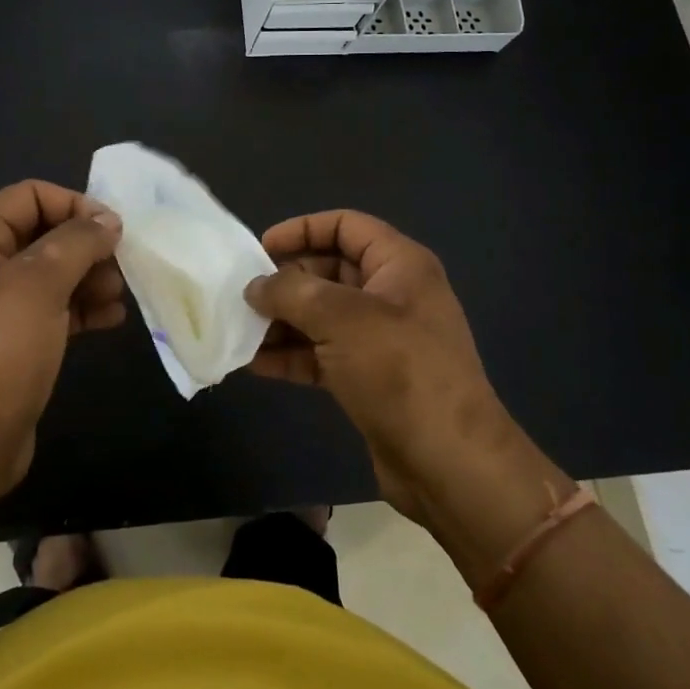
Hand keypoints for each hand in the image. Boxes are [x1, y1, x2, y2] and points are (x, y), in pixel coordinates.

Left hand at [0, 180, 124, 505]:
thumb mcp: (37, 286)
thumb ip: (76, 242)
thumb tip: (107, 220)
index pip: (30, 196)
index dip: (74, 205)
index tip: (114, 231)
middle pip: (44, 233)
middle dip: (86, 245)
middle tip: (122, 266)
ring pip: (53, 272)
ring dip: (90, 277)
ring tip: (119, 295)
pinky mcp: (13, 341)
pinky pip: (54, 308)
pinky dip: (83, 308)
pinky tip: (112, 318)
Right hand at [244, 210, 557, 532]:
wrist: (449, 463)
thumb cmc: (399, 371)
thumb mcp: (341, 318)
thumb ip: (291, 292)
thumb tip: (256, 287)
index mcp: (399, 265)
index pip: (345, 225)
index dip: (302, 229)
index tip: (260, 248)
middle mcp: (391, 294)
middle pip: (328, 270)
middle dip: (285, 281)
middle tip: (243, 295)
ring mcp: (381, 339)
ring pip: (321, 315)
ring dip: (282, 321)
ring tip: (240, 330)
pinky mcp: (369, 378)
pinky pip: (322, 353)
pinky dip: (291, 355)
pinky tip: (255, 364)